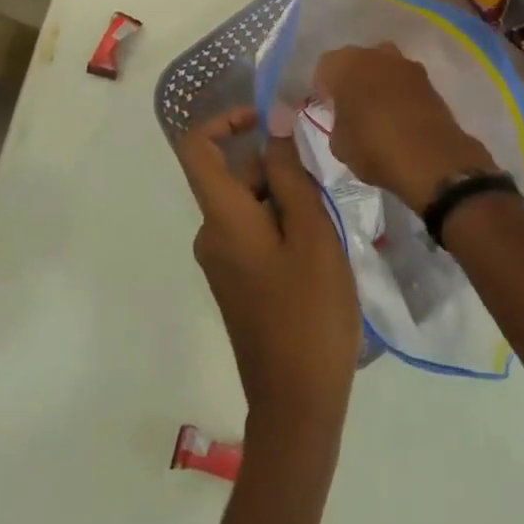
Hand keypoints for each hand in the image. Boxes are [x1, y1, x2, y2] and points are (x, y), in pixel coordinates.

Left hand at [175, 107, 359, 435]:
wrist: (297, 404)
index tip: (268, 120)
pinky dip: (282, 223)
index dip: (225, 119)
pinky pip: (252, 231)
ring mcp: (222, 261)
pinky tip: (316, 252)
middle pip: (233, 175)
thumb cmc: (309, 312)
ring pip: (249, 203)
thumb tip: (274, 123)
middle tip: (323, 192)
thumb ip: (290, 174)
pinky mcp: (236, 281)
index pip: (197, 147)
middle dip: (276, 168)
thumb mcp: (311, 232)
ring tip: (326, 227)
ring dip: (285, 198)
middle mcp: (211, 234)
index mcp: (222, 218)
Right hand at [313, 44, 497, 211]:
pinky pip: (405, 81)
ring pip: (383, 67)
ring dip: (379, 82)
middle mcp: (375, 54)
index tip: (328, 108)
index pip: (325, 66)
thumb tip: (344, 119)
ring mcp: (405, 64)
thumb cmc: (373, 147)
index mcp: (345, 64)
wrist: (430, 158)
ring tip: (378, 112)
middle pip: (357, 61)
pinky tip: (400, 117)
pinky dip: (400, 93)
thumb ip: (336, 122)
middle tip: (351, 107)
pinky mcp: (429, 79)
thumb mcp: (338, 143)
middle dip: (352, 79)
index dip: (324, 87)